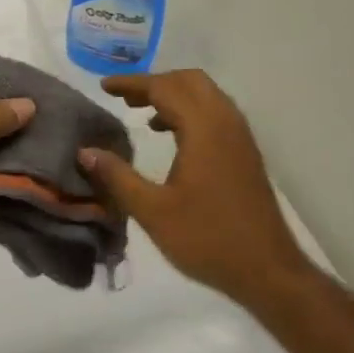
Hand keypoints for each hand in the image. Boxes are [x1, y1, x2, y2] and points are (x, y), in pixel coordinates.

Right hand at [77, 70, 312, 302]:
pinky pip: (216, 113)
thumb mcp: (152, 211)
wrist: (268, 271)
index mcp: (204, 130)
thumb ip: (117, 177)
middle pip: (190, 81)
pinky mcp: (246, 154)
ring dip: (174, 95)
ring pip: (206, 95)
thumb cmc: (207, 239)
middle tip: (124, 98)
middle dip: (155, 83)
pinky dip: (190, 111)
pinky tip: (171, 136)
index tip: (104, 86)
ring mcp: (240, 138)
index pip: (164, 88)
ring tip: (142, 114)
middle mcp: (226, 123)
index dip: (132, 84)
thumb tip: (85, 151)